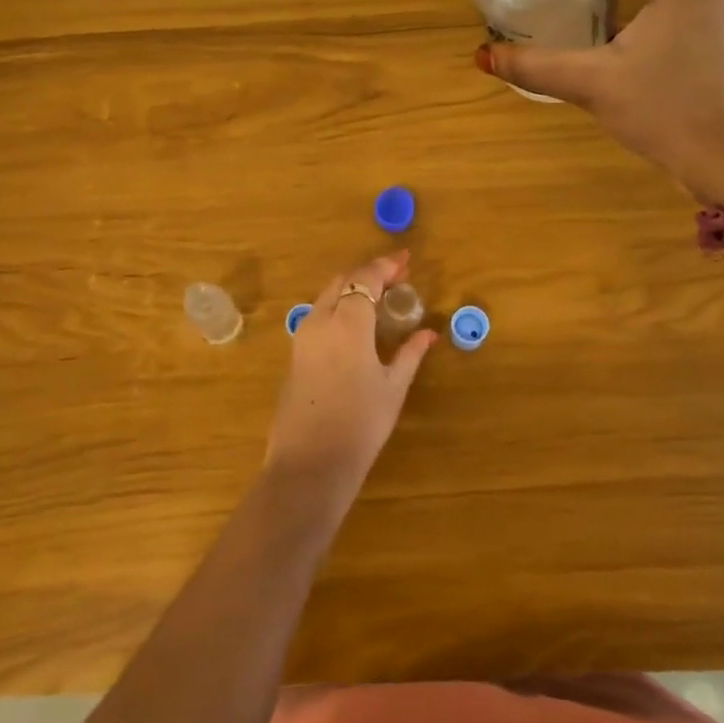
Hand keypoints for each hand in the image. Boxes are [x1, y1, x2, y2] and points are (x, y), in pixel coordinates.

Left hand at [266, 251, 436, 504]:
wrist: (310, 462)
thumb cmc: (360, 424)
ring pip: (327, 296)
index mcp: (347, 323)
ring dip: (352, 289)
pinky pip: (318, 315)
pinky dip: (339, 307)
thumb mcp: (393, 387)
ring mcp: (302, 337)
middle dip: (368, 274)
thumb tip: (428, 333)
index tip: (405, 260)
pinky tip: (356, 323)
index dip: (385, 266)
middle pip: (342, 281)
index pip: (365, 279)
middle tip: (396, 277)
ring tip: (379, 298)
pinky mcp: (295, 354)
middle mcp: (320, 320)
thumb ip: (410, 354)